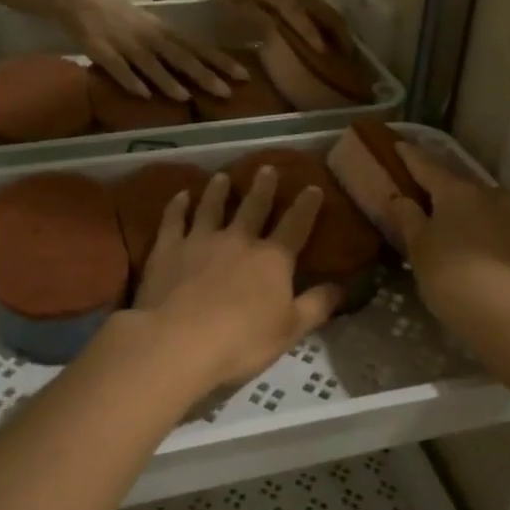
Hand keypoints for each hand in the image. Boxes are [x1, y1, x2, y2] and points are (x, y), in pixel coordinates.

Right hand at [55, 0, 247, 99]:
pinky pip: (118, 68)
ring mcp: (125, 43)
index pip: (197, 47)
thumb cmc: (114, 10)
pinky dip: (131, 80)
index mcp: (161, 29)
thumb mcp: (146, 24)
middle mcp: (148, 36)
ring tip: (187, 97)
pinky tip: (142, 95)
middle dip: (204, 75)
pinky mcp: (101, 51)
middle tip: (226, 92)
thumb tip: (192, 62)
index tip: (243, 75)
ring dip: (168, 81)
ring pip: (151, 64)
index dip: (220, 61)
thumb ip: (167, 43)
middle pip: (181, 57)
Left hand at [134, 168, 340, 393]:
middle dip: (263, 188)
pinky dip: (177, 206)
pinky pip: (174, 220)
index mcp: (272, 259)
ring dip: (218, 191)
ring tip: (222, 177)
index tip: (312, 188)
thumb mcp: (291, 330)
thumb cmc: (242, 341)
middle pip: (253, 208)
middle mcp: (238, 240)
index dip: (306, 207)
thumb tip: (341, 287)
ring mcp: (200, 240)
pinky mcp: (168, 249)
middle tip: (266, 168)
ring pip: (211, 207)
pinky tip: (180, 196)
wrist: (178, 341)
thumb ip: (317, 306)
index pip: (295, 226)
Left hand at [214, 0, 353, 55]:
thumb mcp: (236, 6)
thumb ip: (253, 19)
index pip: (297, 11)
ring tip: (349, 57)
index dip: (309, 31)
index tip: (323, 51)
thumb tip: (272, 36)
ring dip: (340, 33)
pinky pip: (325, 12)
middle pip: (325, 12)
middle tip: (349, 62)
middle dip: (339, 36)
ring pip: (329, 12)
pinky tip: (338, 44)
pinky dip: (334, 27)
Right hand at [387, 142, 509, 359]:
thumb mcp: (420, 251)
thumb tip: (399, 197)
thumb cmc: (457, 281)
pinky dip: (488, 234)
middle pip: (459, 186)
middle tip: (423, 195)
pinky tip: (481, 252)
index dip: (410, 156)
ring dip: (468, 213)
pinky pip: (503, 230)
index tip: (398, 144)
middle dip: (441, 188)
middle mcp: (493, 195)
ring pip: (485, 208)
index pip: (427, 165)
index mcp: (458, 191)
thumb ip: (408, 219)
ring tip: (452, 228)